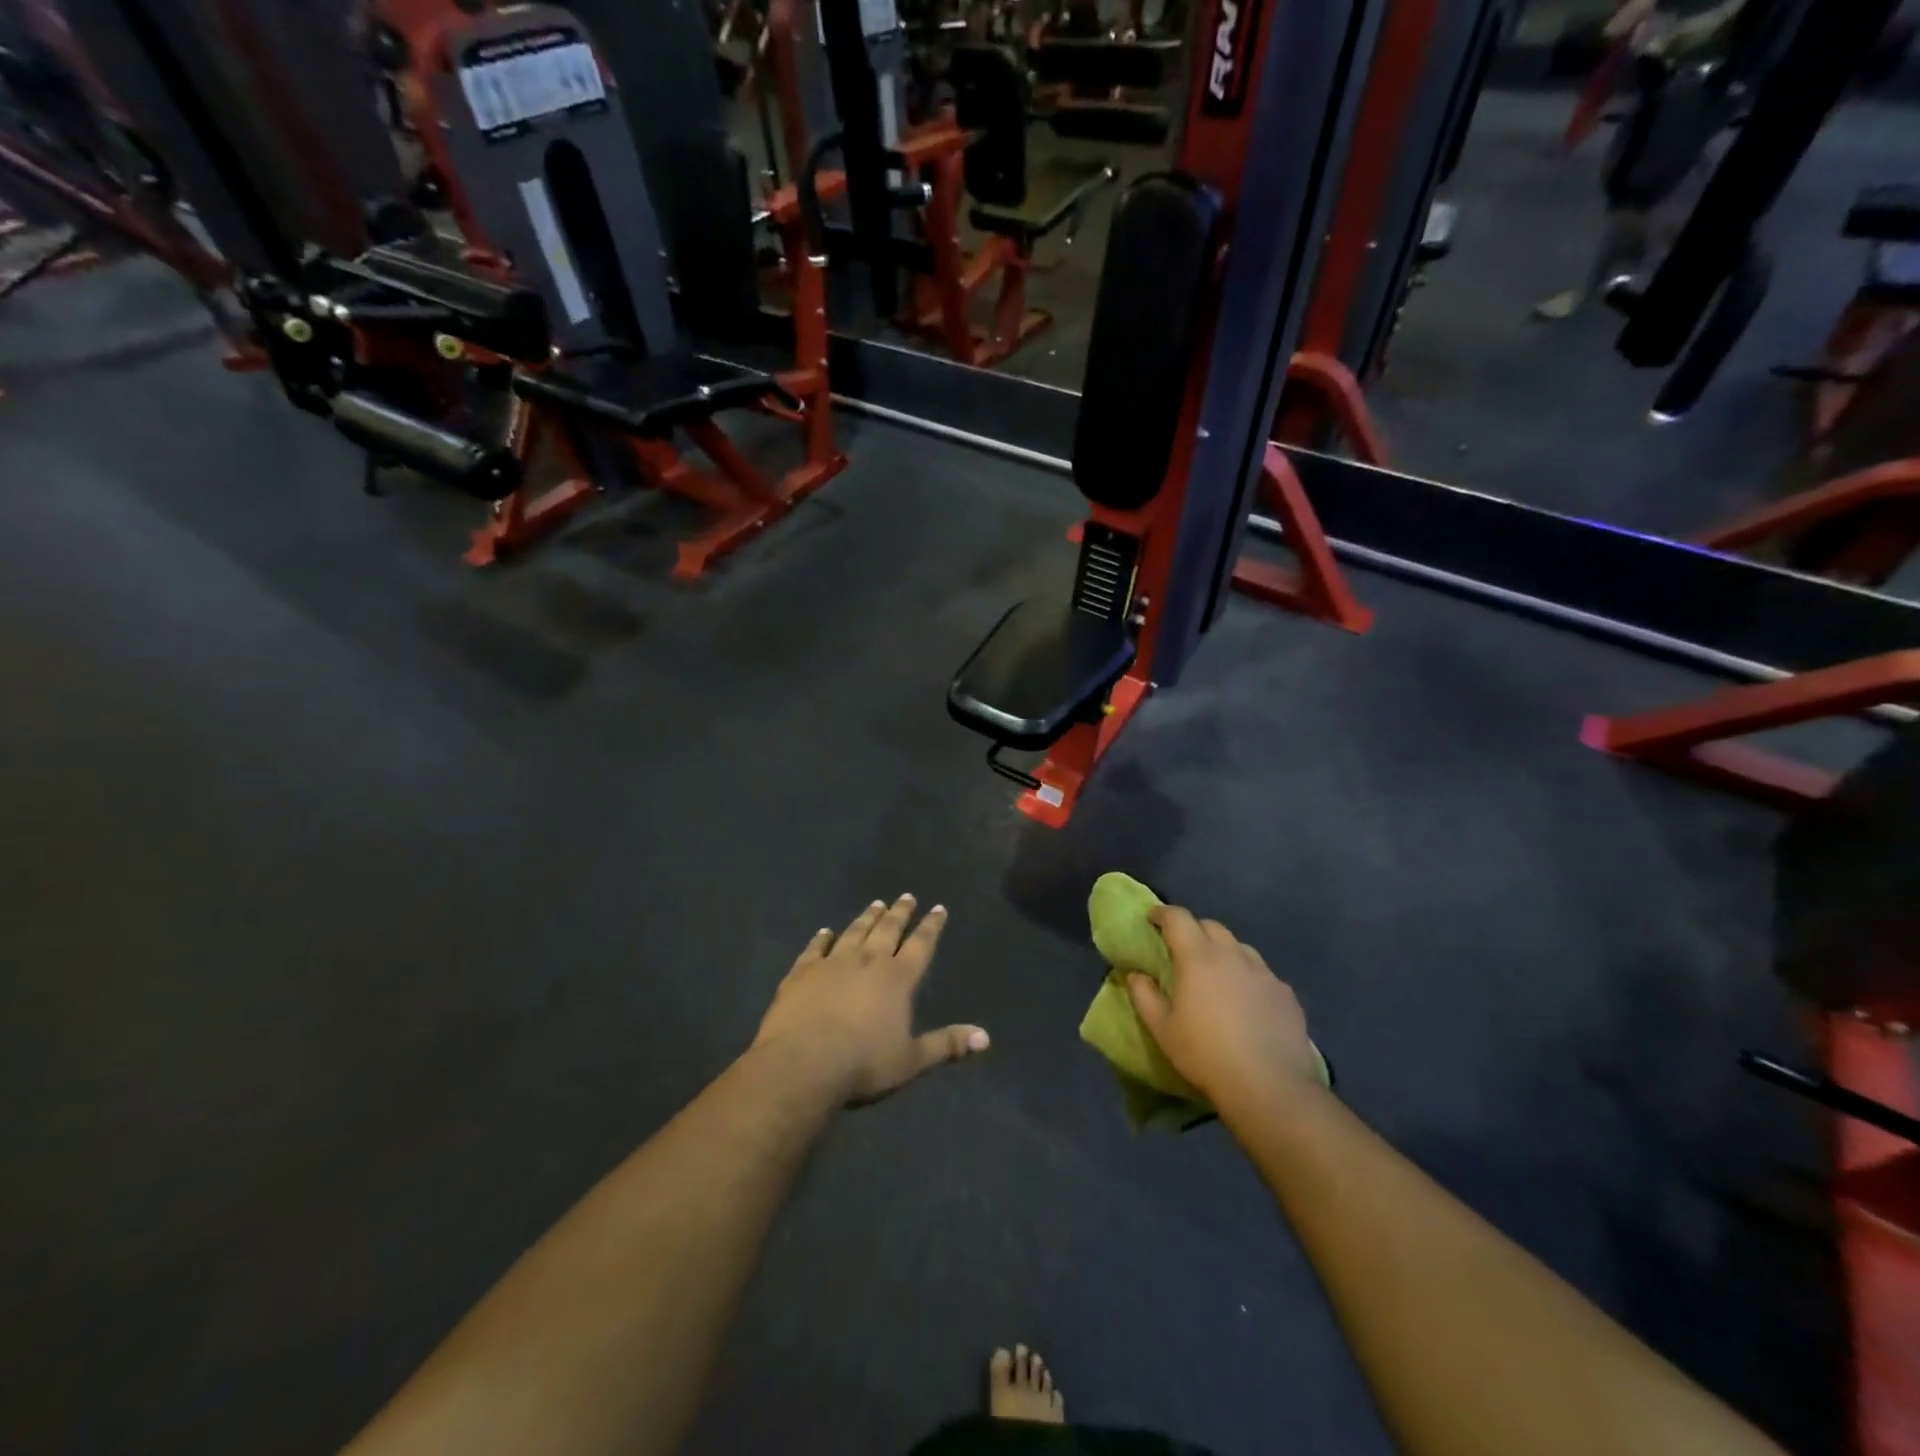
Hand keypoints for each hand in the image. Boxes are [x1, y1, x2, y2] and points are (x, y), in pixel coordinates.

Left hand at [754, 895, 989, 1104]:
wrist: (802, 1063)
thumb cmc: (863, 1064)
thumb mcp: (911, 1061)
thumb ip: (946, 1045)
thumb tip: (985, 1037)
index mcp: (897, 979)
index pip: (920, 945)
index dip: (931, 926)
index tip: (938, 908)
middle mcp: (868, 961)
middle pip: (887, 930)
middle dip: (900, 913)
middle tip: (906, 896)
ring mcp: (832, 963)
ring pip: (854, 932)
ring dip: (867, 918)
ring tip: (876, 904)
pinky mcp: (802, 972)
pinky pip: (815, 948)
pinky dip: (821, 938)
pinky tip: (825, 931)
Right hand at [1126, 905, 1319, 1107]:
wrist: (1269, 1086)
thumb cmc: (1205, 1054)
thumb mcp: (1162, 1029)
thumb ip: (1144, 996)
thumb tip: (1136, 974)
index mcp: (1198, 958)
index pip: (1178, 918)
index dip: (1162, 914)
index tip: (1152, 919)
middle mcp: (1232, 955)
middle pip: (1211, 926)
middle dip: (1193, 930)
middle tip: (1182, 950)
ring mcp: (1264, 973)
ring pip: (1239, 947)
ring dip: (1223, 952)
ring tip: (1217, 975)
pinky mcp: (1286, 993)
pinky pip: (1262, 973)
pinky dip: (1247, 976)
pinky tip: (1246, 1001)